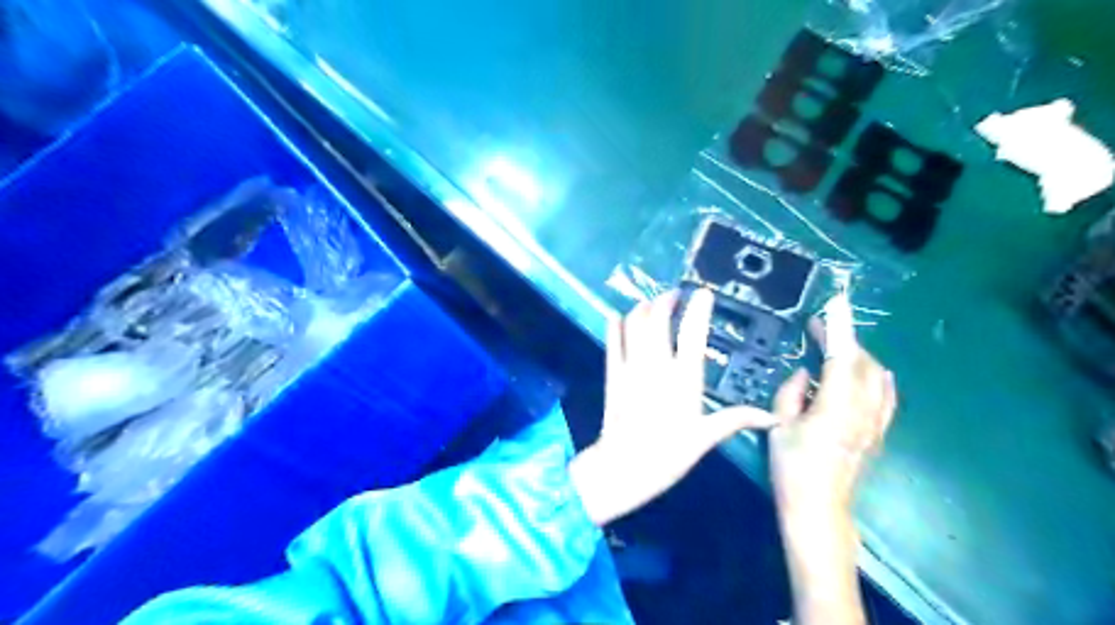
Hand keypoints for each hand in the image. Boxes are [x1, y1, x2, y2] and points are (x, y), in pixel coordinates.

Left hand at [570, 291, 775, 523]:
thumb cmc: (668, 454)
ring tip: (652, 303)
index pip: (692, 332)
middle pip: (657, 317)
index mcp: (683, 377)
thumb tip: (772, 419)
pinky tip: (618, 317)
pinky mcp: (612, 372)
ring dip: (642, 307)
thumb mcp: (706, 437)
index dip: (698, 307)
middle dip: (666, 300)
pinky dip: (615, 324)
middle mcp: (656, 363)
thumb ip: (736, 420)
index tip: (704, 293)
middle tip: (675, 295)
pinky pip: (611, 339)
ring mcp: (630, 365)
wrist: (623, 466)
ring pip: (633, 322)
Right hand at [776, 318, 894, 517]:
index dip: (836, 330)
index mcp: (835, 406)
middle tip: (822, 329)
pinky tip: (874, 372)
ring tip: (839, 348)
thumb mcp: (778, 425)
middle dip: (844, 341)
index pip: (841, 358)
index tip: (828, 309)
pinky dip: (879, 377)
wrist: (819, 508)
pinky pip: (887, 396)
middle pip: (863, 363)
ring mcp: (876, 422)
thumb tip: (806, 373)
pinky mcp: (878, 433)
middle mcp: (863, 410)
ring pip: (877, 377)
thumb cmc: (792, 466)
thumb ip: (791, 392)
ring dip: (859, 357)